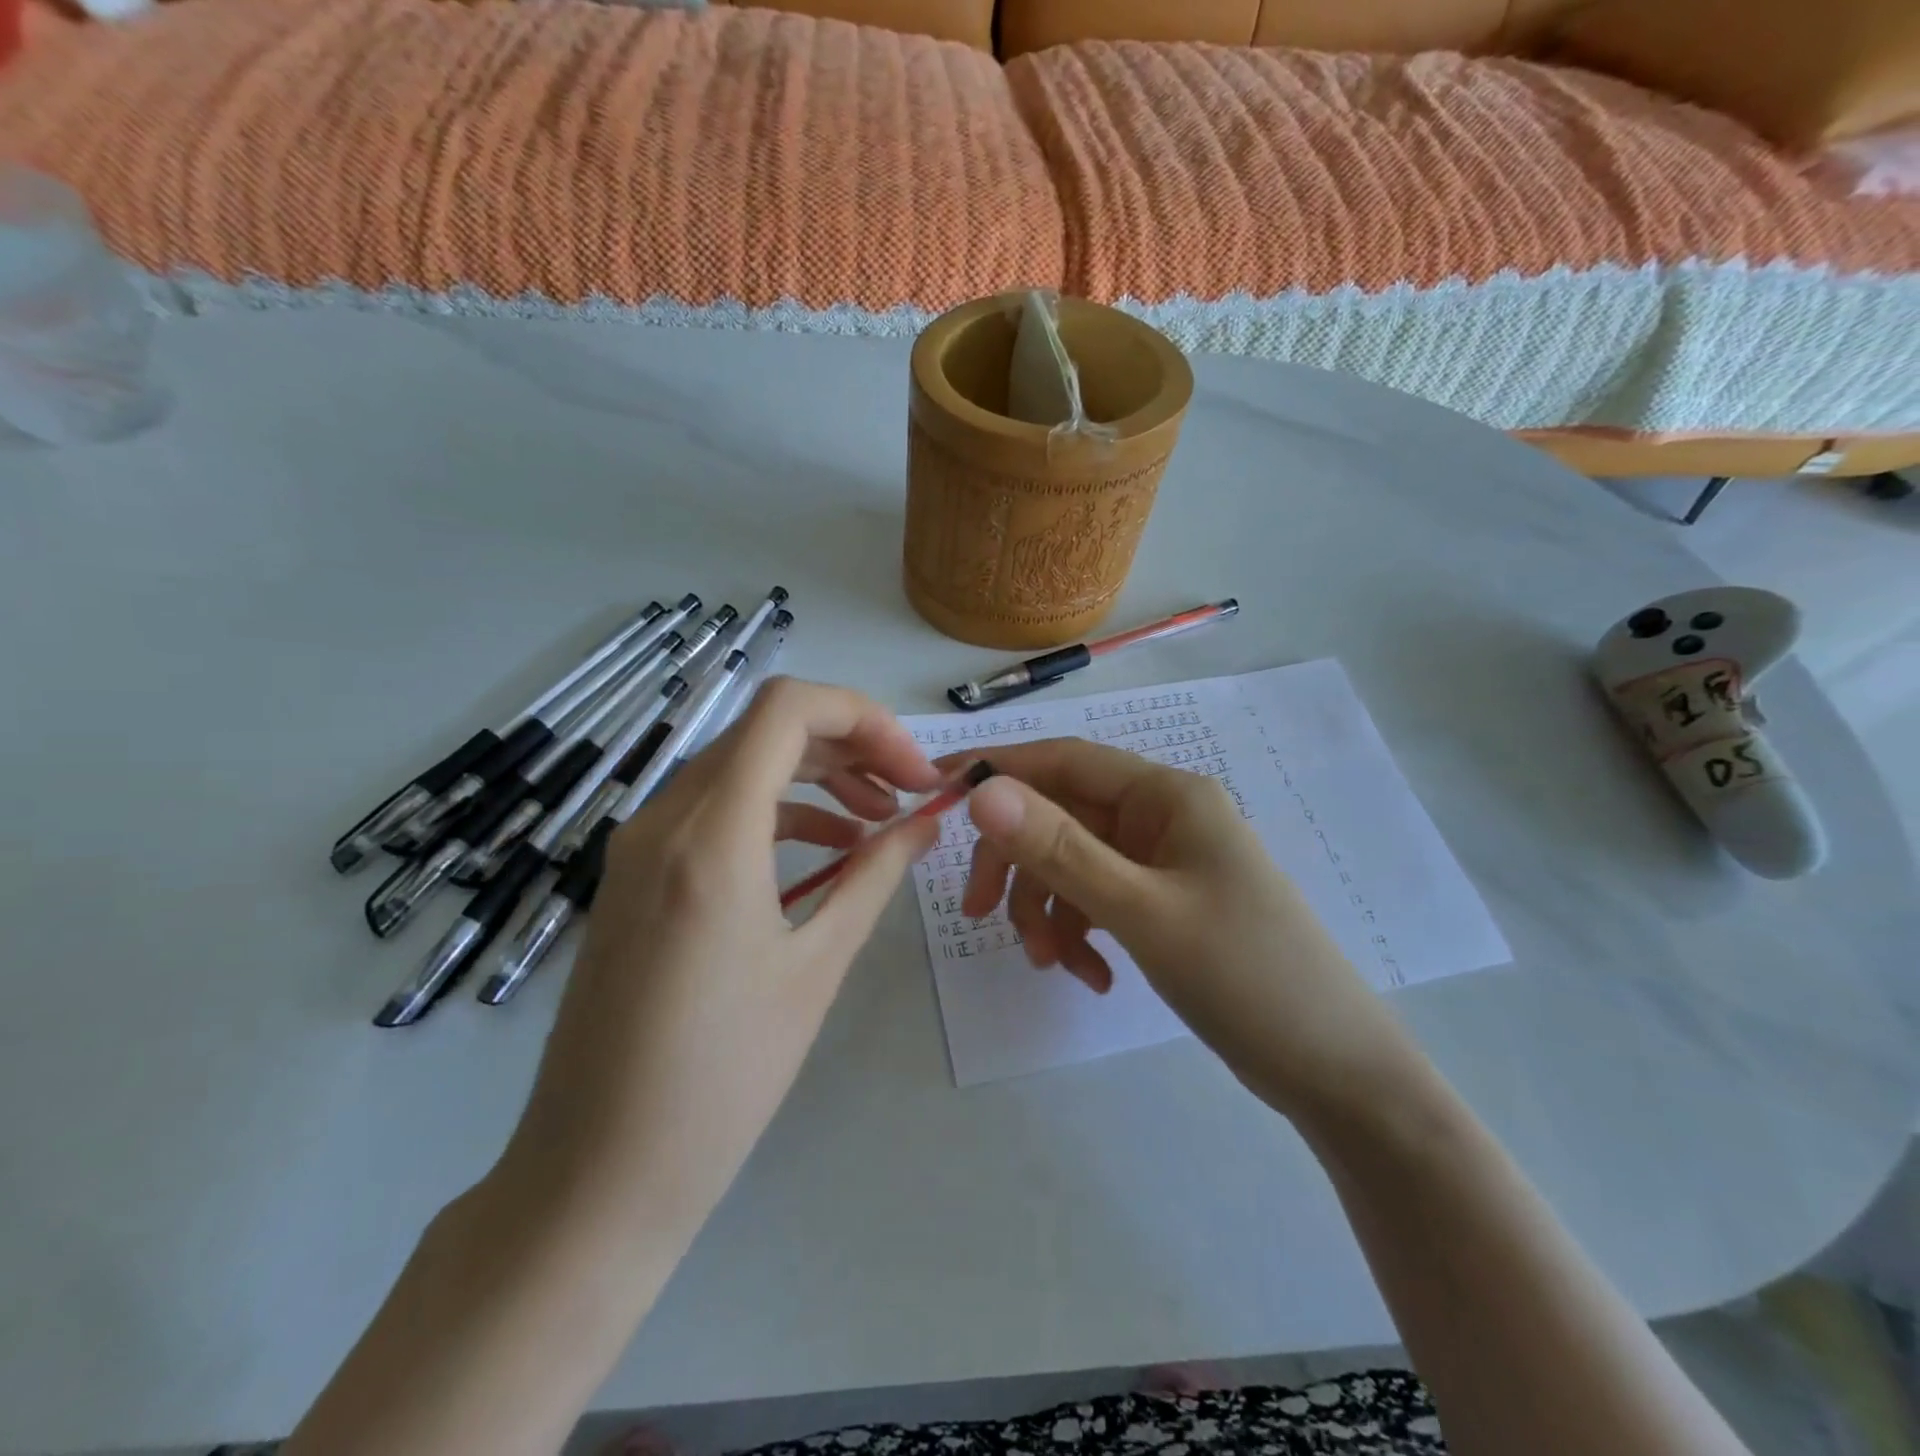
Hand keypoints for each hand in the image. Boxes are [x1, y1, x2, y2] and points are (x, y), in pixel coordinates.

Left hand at [496, 678, 942, 1234]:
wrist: (596, 1174)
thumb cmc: (721, 1078)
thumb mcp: (817, 967)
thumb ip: (874, 876)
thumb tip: (925, 823)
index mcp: (711, 835)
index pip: (787, 708)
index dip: (864, 718)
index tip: (912, 769)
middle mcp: (663, 819)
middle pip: (766, 731)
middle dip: (850, 746)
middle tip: (908, 792)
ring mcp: (639, 845)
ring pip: (740, 767)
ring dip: (815, 778)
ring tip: (877, 822)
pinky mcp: (633, 876)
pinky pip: (713, 812)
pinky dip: (775, 813)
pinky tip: (822, 853)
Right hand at [958, 739, 1408, 1117]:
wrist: (1336, 1072)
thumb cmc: (1247, 975)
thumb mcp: (1142, 911)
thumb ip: (1059, 850)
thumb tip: (982, 791)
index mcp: (1165, 795)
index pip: (1064, 760)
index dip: (999, 771)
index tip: (938, 794)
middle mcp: (1161, 817)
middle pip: (1061, 816)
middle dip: (1018, 865)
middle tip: (977, 914)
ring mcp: (1162, 863)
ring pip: (1073, 864)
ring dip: (1049, 911)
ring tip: (1053, 966)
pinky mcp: (1162, 904)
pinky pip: (1098, 901)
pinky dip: (1081, 934)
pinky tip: (1092, 977)